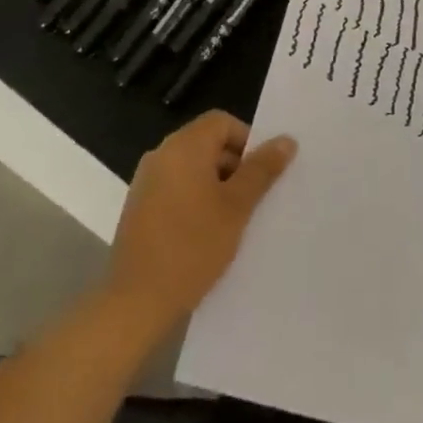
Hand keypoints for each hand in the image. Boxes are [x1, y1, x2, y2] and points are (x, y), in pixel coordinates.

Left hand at [106, 111, 295, 335]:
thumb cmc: (193, 246)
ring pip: (192, 167)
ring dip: (217, 184)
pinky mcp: (140, 206)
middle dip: (235, 164)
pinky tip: (208, 231)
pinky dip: (196, 198)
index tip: (262, 173)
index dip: (248, 140)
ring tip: (235, 218)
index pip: (222, 122)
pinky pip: (176, 187)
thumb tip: (285, 140)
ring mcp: (146, 181)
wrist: (137, 301)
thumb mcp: (237, 207)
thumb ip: (261, 170)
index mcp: (183, 147)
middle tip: (254, 198)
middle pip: (206, 142)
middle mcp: (161, 155)